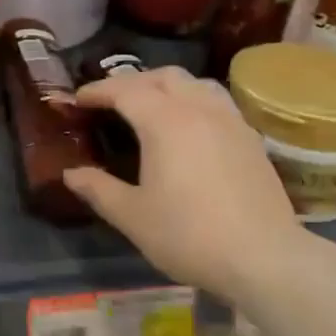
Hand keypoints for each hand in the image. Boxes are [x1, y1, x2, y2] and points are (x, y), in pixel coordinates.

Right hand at [65, 66, 301, 301]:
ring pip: (194, 82)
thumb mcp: (133, 217)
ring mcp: (229, 119)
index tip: (78, 99)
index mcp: (164, 121)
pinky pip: (216, 100)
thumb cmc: (190, 235)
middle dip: (132, 82)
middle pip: (162, 76)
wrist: (265, 258)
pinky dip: (193, 99)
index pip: (125, 90)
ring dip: (166, 85)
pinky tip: (191, 126)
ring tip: (152, 105)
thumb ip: (98, 189)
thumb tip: (71, 174)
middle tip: (111, 101)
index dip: (98, 90)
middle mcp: (197, 108)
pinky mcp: (250, 137)